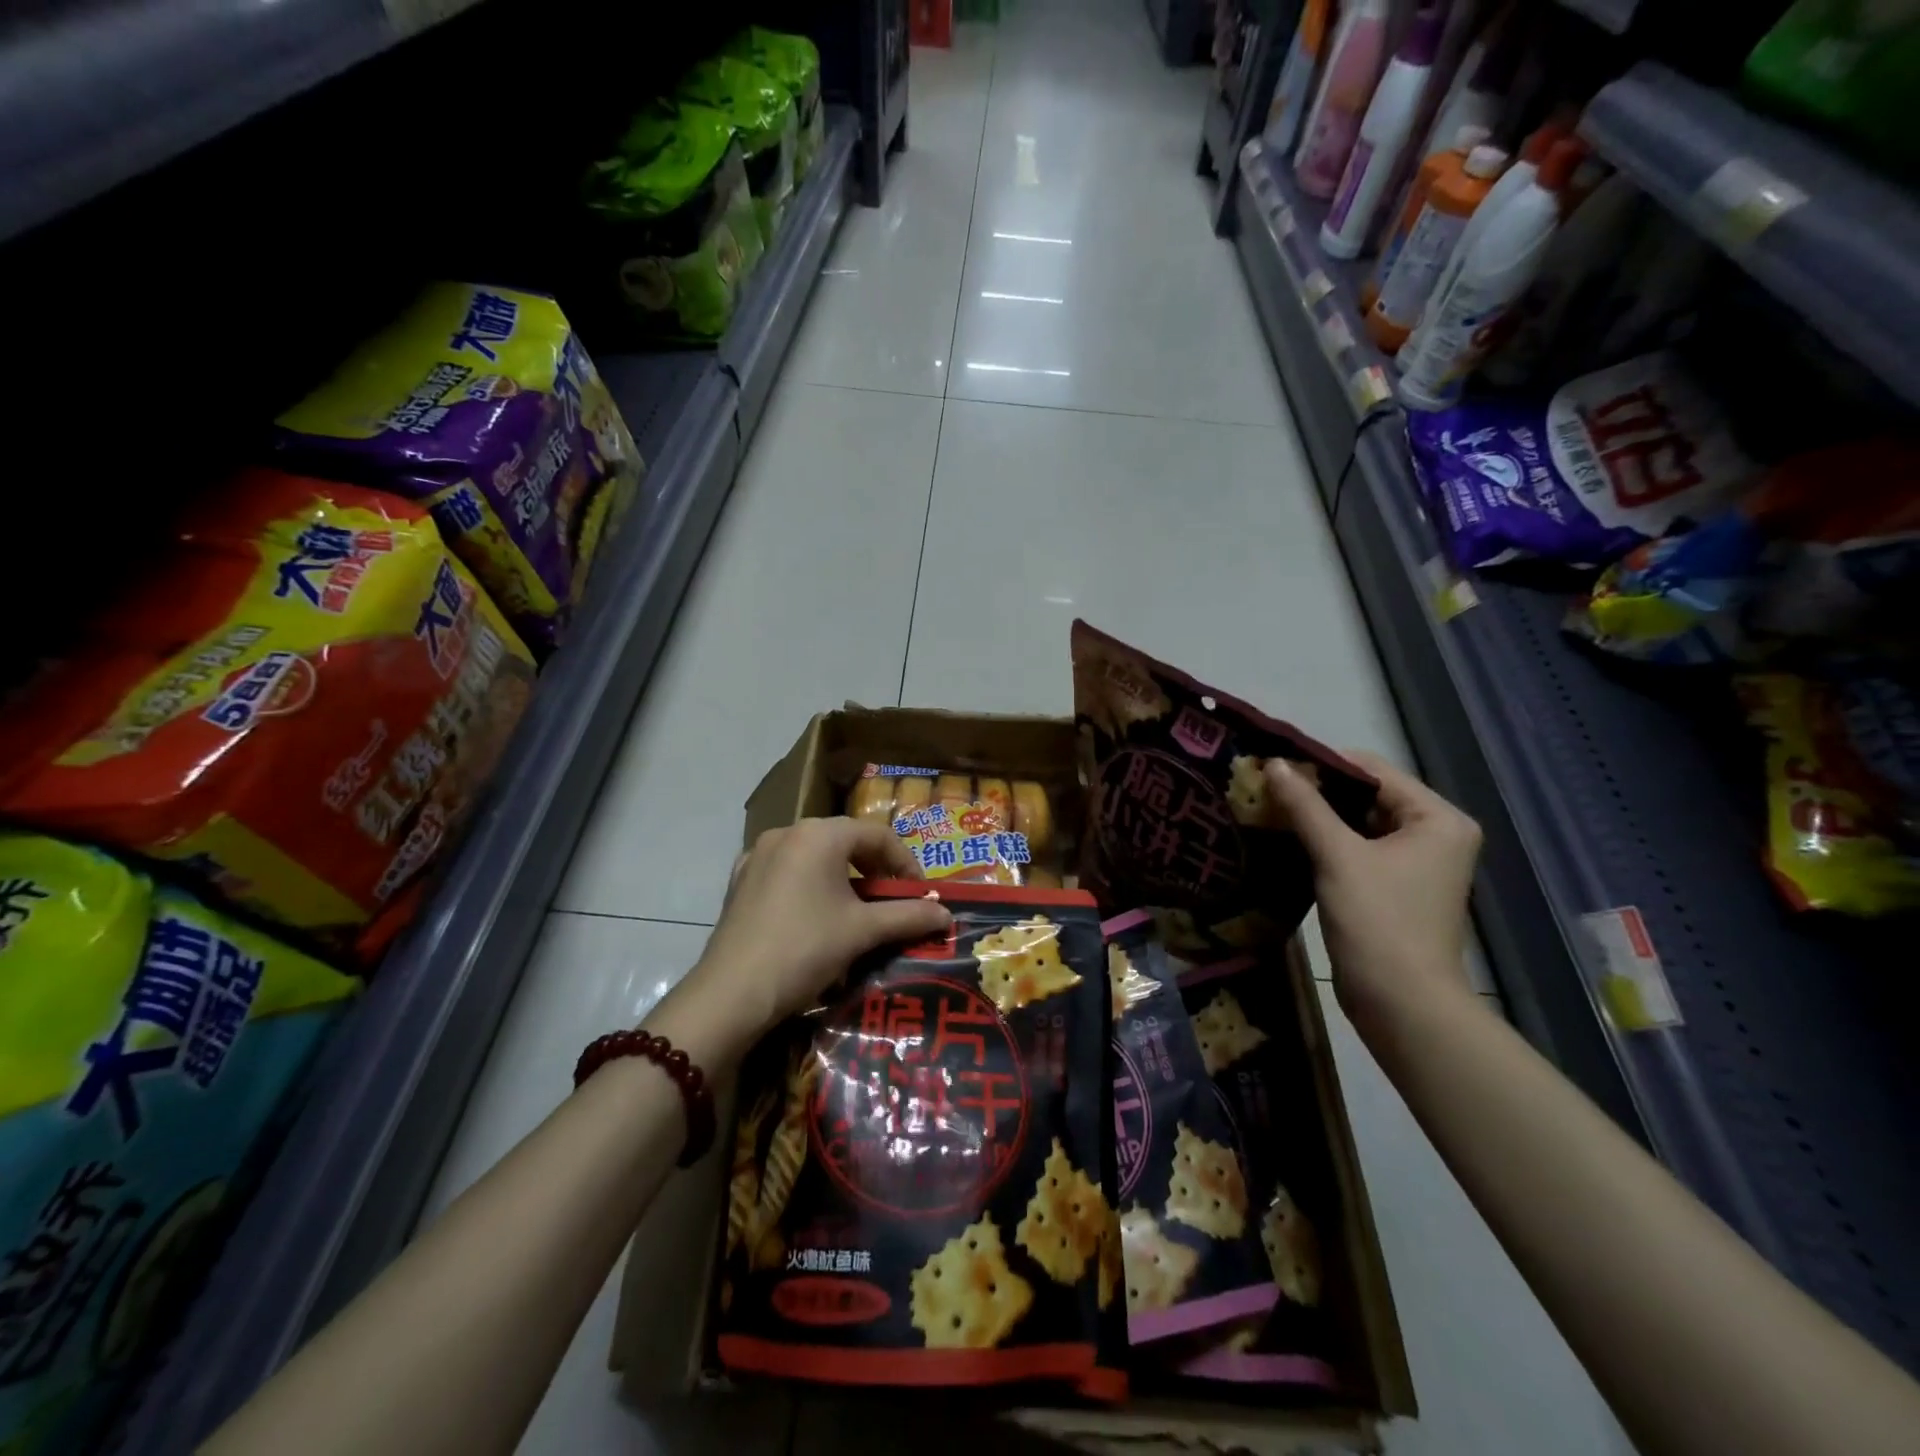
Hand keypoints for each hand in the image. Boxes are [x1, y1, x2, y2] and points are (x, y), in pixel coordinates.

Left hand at [658, 819, 953, 1064]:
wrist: (731, 993)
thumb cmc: (805, 950)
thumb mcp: (863, 931)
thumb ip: (909, 916)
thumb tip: (947, 914)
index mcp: (819, 834)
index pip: (878, 835)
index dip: (906, 863)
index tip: (921, 894)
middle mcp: (787, 832)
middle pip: (845, 842)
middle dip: (875, 870)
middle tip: (893, 902)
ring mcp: (758, 855)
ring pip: (815, 857)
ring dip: (844, 879)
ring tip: (858, 912)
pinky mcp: (740, 880)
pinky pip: (787, 872)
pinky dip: (810, 887)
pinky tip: (815, 917)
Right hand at [1266, 753, 1481, 1027]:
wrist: (1401, 1004)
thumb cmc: (1378, 922)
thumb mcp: (1337, 856)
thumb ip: (1305, 806)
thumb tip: (1272, 763)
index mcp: (1438, 818)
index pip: (1374, 770)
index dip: (1322, 763)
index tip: (1273, 764)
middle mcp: (1436, 833)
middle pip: (1367, 794)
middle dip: (1317, 791)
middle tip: (1265, 786)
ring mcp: (1417, 861)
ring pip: (1359, 822)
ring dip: (1318, 816)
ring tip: (1269, 807)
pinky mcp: (1396, 885)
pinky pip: (1358, 847)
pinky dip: (1327, 841)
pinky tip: (1288, 838)